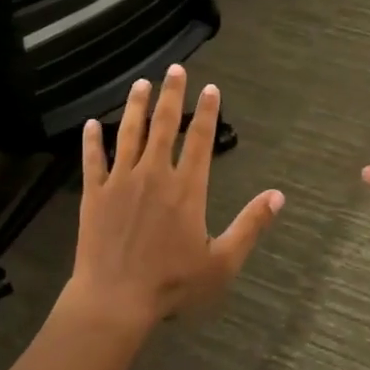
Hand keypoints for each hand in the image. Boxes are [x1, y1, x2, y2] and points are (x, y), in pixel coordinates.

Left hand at [64, 65, 282, 332]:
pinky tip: (91, 124)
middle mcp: (154, 175)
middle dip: (171, 95)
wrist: (115, 300)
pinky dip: (92, 141)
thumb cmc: (172, 284)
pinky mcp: (94, 195)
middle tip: (175, 69)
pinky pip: (93, 161)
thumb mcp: (222, 261)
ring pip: (128, 134)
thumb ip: (250, 225)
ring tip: (140, 84)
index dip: (206, 112)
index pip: (199, 140)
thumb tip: (278, 195)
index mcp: (186, 189)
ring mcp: (120, 182)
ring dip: (135, 107)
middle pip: (163, 126)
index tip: (210, 88)